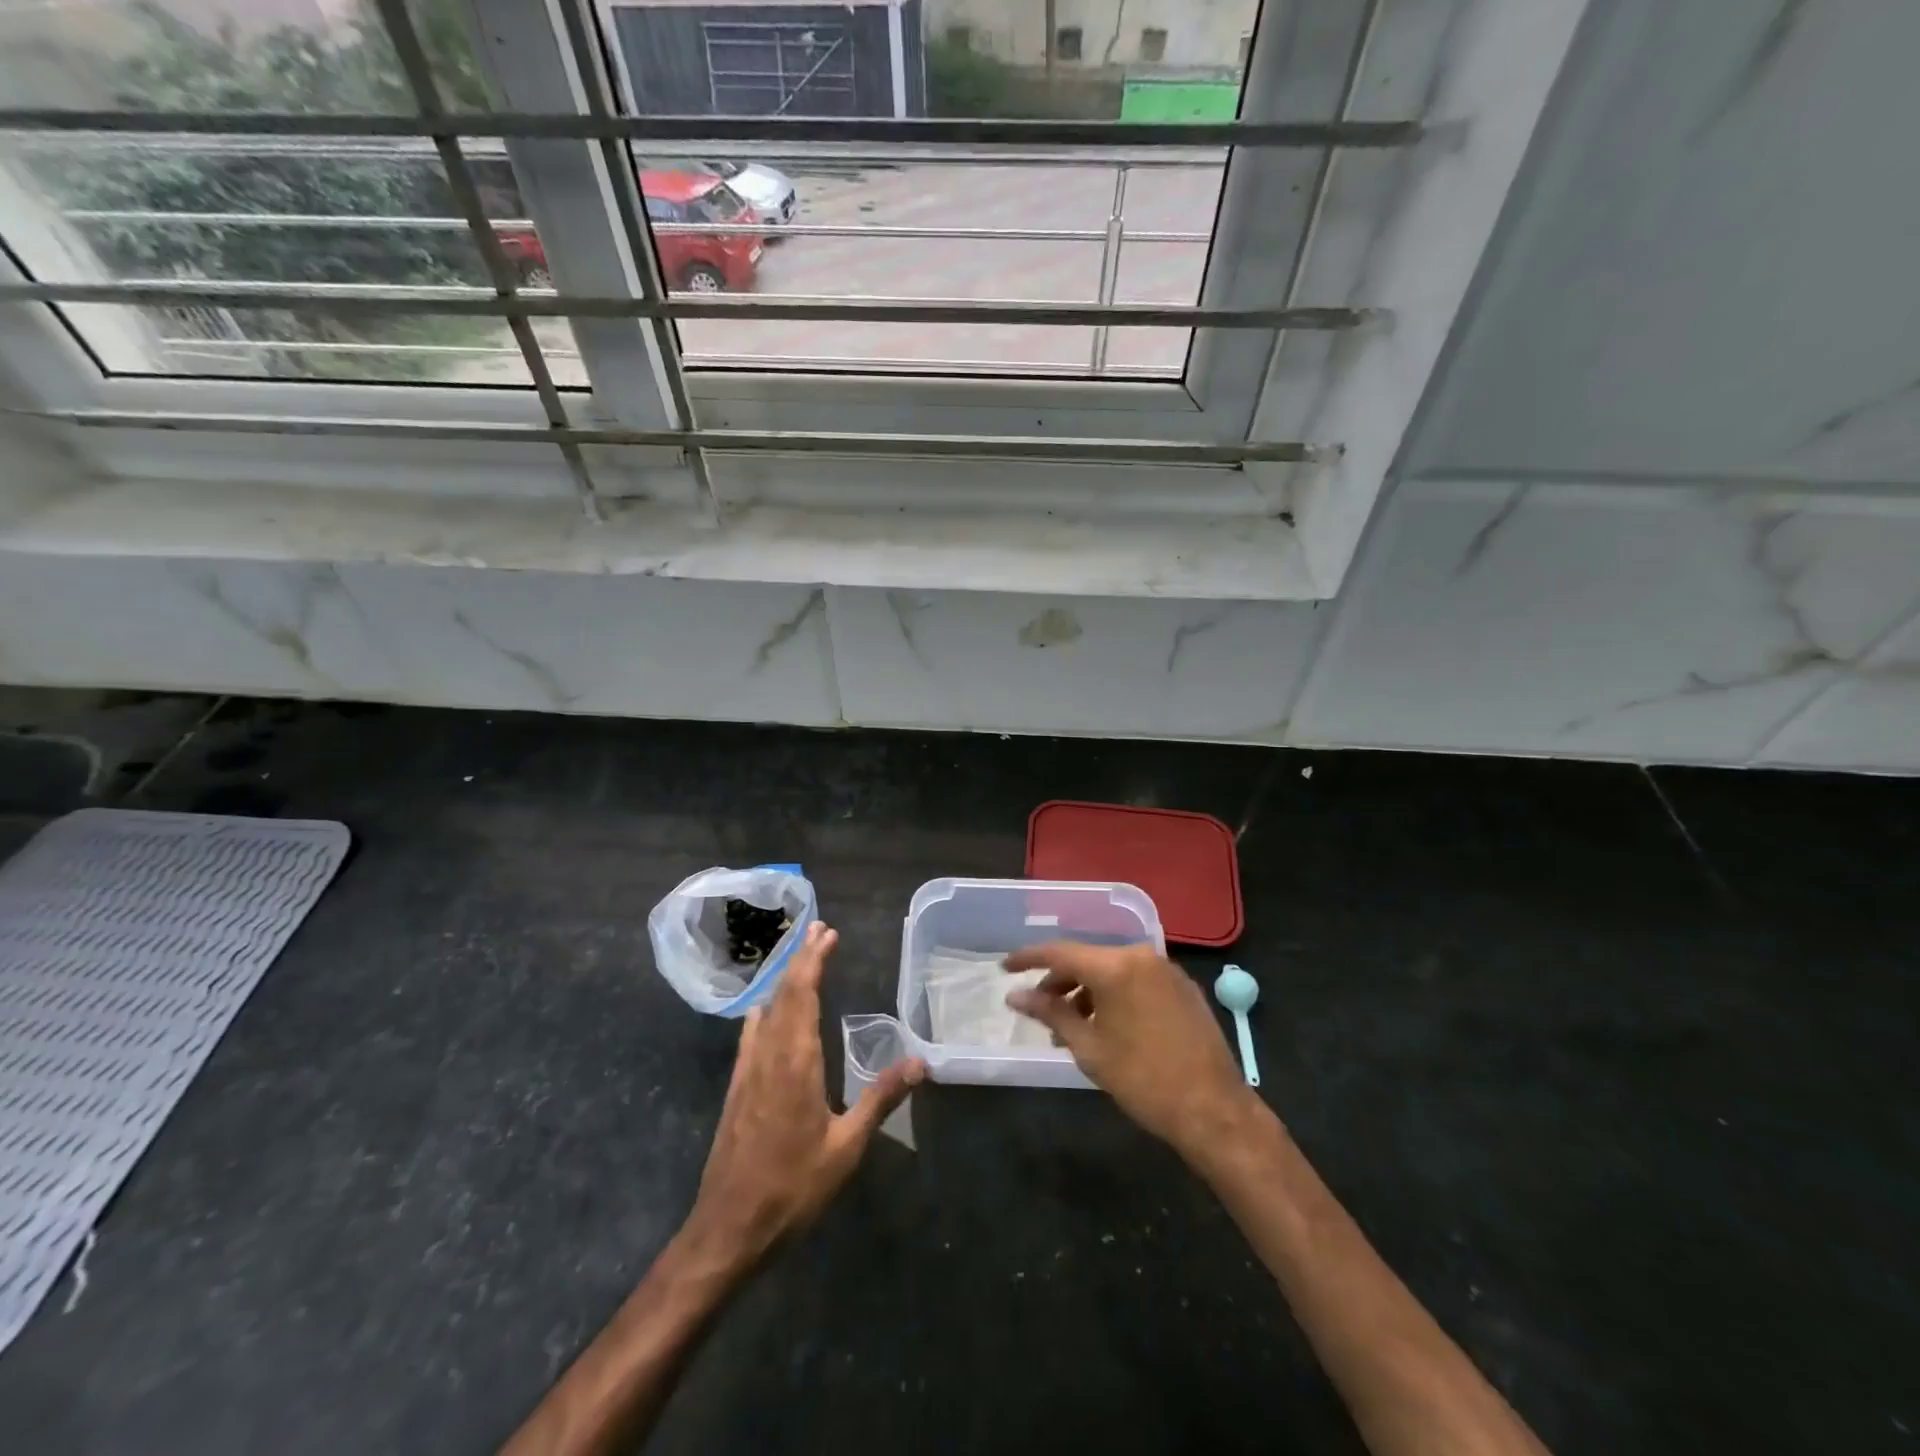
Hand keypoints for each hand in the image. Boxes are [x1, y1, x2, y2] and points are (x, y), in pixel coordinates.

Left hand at [685, 922, 923, 1268]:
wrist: (728, 1228)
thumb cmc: (792, 1187)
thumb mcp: (846, 1148)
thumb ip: (880, 1099)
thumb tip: (919, 1063)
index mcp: (796, 1061)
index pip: (802, 994)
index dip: (814, 961)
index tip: (828, 933)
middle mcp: (768, 1054)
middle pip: (783, 993)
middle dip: (800, 958)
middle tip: (818, 930)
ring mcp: (747, 1070)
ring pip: (765, 1009)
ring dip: (783, 979)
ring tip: (799, 957)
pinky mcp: (737, 1088)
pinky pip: (751, 1033)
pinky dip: (764, 1008)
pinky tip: (764, 1009)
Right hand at [1004, 941, 1259, 1159]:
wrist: (1213, 1110)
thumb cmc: (1143, 1080)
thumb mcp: (1089, 1048)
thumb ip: (1051, 1013)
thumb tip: (1016, 996)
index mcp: (1115, 966)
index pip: (1060, 952)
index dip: (1028, 958)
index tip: (1005, 968)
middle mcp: (1141, 956)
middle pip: (1087, 960)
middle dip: (1059, 982)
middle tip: (1040, 1010)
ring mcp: (1166, 970)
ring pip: (1112, 970)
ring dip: (1087, 991)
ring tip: (1071, 1027)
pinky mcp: (1182, 987)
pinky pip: (1136, 980)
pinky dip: (1114, 995)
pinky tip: (1106, 1025)